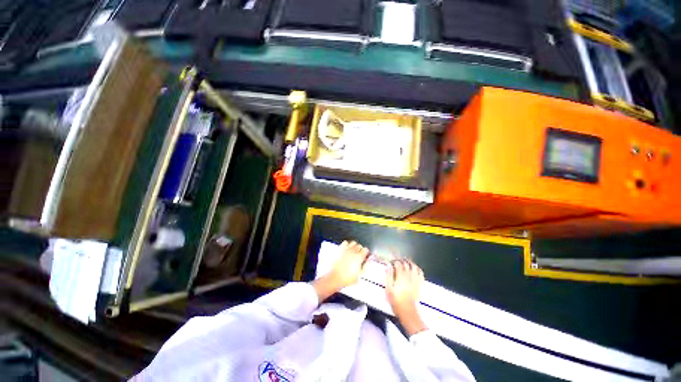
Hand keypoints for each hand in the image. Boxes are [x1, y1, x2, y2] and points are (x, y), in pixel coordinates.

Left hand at [313, 241, 368, 301]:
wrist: (335, 277)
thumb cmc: (347, 278)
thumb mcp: (360, 275)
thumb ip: (366, 266)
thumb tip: (368, 262)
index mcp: (359, 257)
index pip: (366, 250)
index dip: (366, 253)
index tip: (366, 256)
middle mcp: (353, 251)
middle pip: (360, 246)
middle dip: (361, 249)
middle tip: (360, 254)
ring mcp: (346, 250)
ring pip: (353, 243)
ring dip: (355, 246)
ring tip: (354, 251)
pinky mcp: (340, 249)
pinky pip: (345, 242)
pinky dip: (347, 244)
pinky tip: (347, 249)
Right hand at [385, 259, 426, 335]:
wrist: (408, 312)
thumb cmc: (396, 301)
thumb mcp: (388, 289)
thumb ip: (388, 276)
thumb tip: (388, 266)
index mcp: (400, 276)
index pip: (398, 263)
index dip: (394, 260)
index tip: (391, 261)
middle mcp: (409, 276)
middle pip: (406, 263)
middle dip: (401, 259)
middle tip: (397, 259)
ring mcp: (415, 280)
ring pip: (414, 266)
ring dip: (409, 262)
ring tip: (405, 261)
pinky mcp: (419, 284)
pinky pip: (420, 273)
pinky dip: (417, 268)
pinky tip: (415, 268)